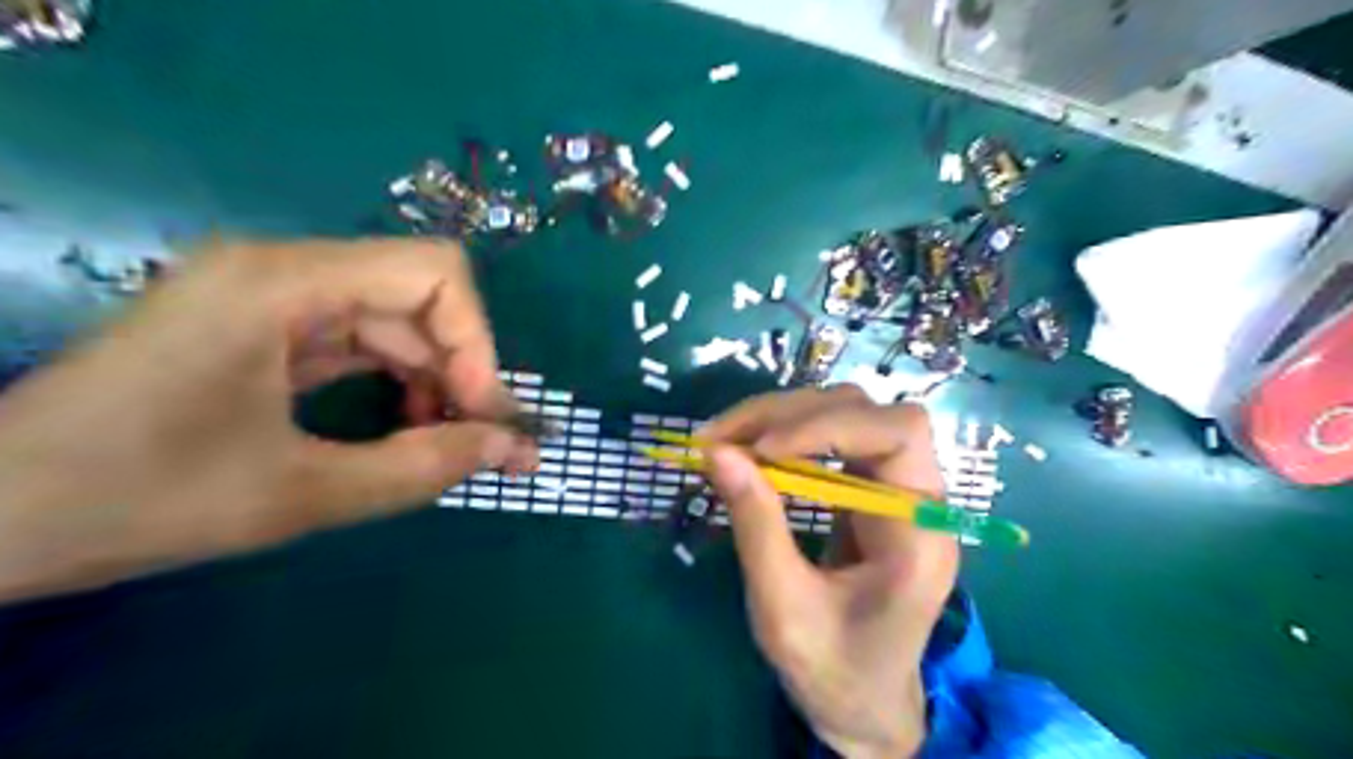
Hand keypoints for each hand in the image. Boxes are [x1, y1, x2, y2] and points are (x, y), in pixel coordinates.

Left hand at [0, 242, 535, 600]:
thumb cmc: (133, 501)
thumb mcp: (301, 495)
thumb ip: (424, 468)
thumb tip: (514, 450)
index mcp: (283, 282)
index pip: (434, 272)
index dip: (477, 342)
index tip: (482, 417)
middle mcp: (282, 269)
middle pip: (419, 299)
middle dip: (463, 370)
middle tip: (488, 444)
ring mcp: (270, 296)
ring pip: (396, 322)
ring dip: (437, 380)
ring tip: (452, 443)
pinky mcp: (263, 327)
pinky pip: (361, 342)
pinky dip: (399, 383)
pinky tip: (408, 427)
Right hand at [702, 390, 954, 755]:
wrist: (863, 703)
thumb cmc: (833, 670)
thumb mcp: (783, 609)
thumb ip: (756, 526)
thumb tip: (718, 452)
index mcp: (920, 533)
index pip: (899, 434)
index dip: (830, 424)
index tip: (761, 448)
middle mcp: (917, 497)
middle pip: (867, 411)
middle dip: (789, 414)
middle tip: (719, 437)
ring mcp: (893, 489)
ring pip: (845, 414)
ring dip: (780, 417)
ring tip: (722, 440)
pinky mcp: (867, 490)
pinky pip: (829, 440)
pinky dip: (783, 436)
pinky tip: (747, 451)